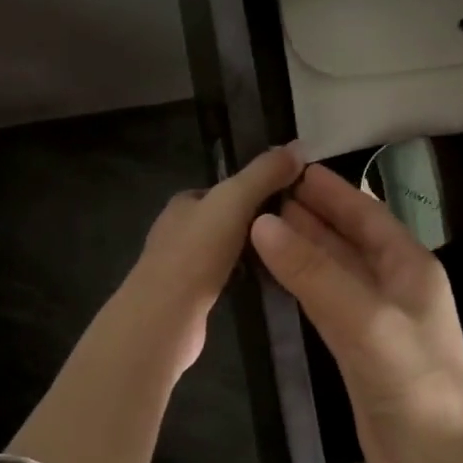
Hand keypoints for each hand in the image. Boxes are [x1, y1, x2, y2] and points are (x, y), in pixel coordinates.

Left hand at [116, 143, 305, 379]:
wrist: (165, 316)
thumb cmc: (197, 252)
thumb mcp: (234, 201)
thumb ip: (264, 174)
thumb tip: (298, 146)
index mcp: (183, 203)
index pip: (223, 189)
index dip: (254, 190)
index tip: (287, 199)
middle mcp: (176, 231)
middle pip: (224, 221)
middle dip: (254, 225)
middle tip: (291, 233)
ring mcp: (180, 268)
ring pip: (223, 252)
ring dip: (249, 253)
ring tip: (284, 258)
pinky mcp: (187, 299)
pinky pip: (222, 280)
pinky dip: (241, 279)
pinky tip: (262, 285)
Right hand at [250, 163, 462, 462]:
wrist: (435, 461)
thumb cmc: (412, 382)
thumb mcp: (364, 319)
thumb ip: (314, 272)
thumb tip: (263, 225)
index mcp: (411, 267)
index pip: (366, 214)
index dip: (330, 190)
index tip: (290, 168)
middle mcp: (396, 286)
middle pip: (348, 239)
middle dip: (310, 216)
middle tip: (262, 195)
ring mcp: (377, 319)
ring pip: (334, 271)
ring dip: (303, 249)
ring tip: (260, 227)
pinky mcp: (358, 349)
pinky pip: (326, 304)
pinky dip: (302, 286)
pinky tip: (278, 276)